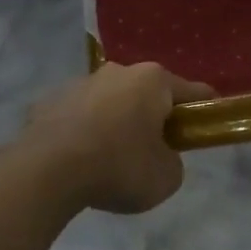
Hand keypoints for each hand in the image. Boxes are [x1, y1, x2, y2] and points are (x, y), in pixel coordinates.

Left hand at [24, 63, 211, 214]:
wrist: (45, 172)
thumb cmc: (119, 167)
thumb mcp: (166, 178)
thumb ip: (173, 161)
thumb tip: (159, 155)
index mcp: (153, 80)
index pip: (193, 92)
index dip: (204, 112)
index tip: (205, 131)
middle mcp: (118, 71)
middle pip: (148, 94)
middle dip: (154, 117)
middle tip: (154, 152)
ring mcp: (80, 83)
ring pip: (110, 102)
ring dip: (116, 123)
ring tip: (110, 161)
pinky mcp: (48, 101)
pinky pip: (78, 117)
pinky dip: (83, 133)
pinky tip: (78, 162)